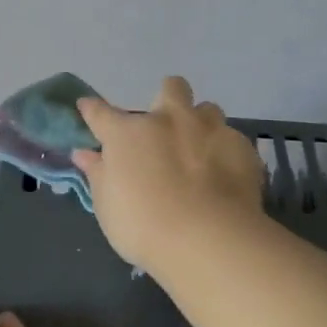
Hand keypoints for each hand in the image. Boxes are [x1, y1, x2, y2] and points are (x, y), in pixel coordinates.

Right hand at [73, 76, 268, 272]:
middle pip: (171, 87)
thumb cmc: (144, 226)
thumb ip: (98, 174)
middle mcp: (169, 120)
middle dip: (168, 98)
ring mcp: (209, 129)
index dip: (92, 109)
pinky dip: (225, 154)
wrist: (208, 239)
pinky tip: (225, 177)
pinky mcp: (242, 147)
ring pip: (208, 109)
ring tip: (201, 152)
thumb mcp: (107, 206)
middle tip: (166, 128)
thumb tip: (85, 154)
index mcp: (128, 134)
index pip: (101, 113)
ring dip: (201, 124)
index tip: (88, 108)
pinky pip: (232, 140)